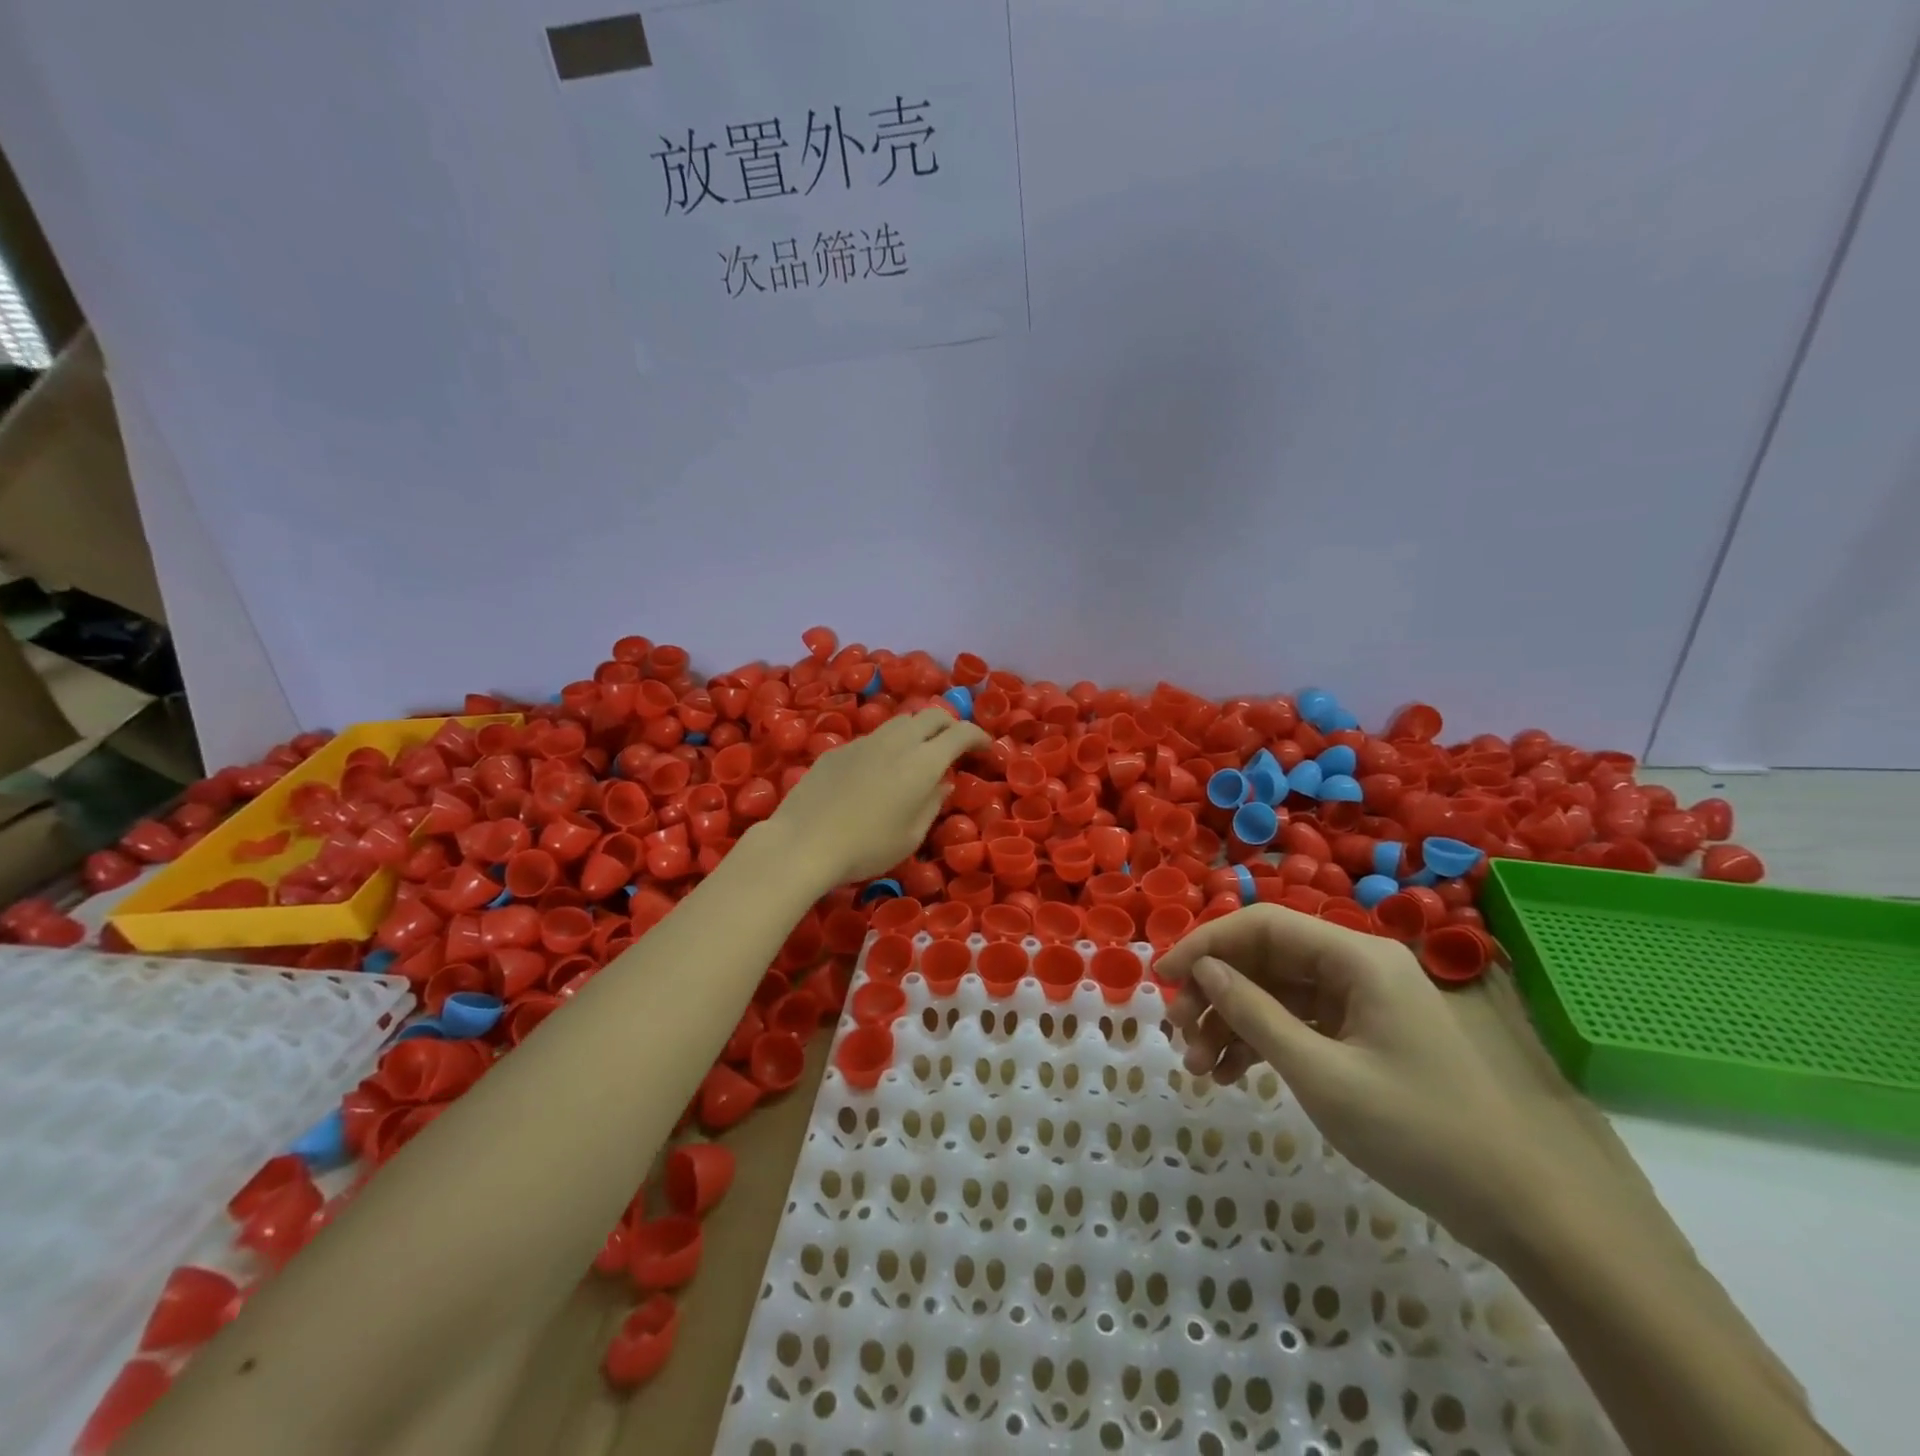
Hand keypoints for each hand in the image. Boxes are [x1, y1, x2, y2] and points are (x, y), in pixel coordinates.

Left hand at [763, 707, 989, 889]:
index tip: (986, 747)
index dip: (978, 736)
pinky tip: (877, 772)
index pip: (960, 733)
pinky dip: (887, 746)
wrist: (803, 843)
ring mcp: (864, 741)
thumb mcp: (911, 836)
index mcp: (922, 762)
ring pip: (900, 721)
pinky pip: (873, 738)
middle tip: (954, 747)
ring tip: (917, 755)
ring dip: (917, 731)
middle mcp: (896, 742)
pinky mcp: (838, 749)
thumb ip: (933, 803)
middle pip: (931, 715)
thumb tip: (943, 782)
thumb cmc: (866, 848)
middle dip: (949, 725)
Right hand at [1156, 905, 1570, 1256]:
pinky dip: (1261, 1042)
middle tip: (1182, 1032)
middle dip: (1216, 990)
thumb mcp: (1323, 1076)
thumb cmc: (1421, 1133)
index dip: (1206, 943)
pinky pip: (1299, 1022)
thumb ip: (1256, 1015)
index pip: (1263, 924)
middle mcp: (1358, 966)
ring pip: (1277, 992)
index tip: (1162, 978)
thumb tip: (1203, 970)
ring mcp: (1363, 1002)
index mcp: (1357, 958)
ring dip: (1233, 1021)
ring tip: (1198, 1066)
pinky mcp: (1365, 1035)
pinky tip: (1229, 1073)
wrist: (1526, 1211)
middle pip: (1267, 957)